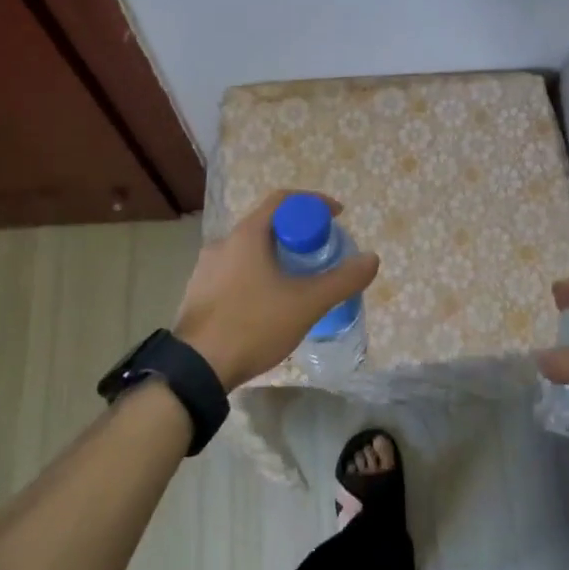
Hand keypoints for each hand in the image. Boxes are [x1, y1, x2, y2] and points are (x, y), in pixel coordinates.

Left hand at [174, 190, 379, 392]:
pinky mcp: (199, 292)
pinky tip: (270, 304)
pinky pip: (236, 271)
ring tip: (300, 281)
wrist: (195, 370)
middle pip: (268, 225)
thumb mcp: (306, 304)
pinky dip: (259, 275)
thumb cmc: (253, 325)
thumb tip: (372, 258)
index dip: (314, 203)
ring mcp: (206, 268)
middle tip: (323, 253)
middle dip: (299, 234)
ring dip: (278, 256)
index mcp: (247, 234)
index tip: (338, 217)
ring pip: (251, 250)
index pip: (284, 200)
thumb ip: (342, 280)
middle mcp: (223, 242)